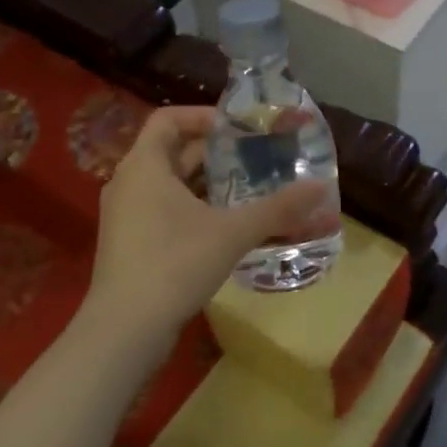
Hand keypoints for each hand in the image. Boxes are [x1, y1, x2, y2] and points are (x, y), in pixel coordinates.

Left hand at [86, 107, 334, 346]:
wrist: (125, 331)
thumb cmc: (174, 264)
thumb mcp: (232, 232)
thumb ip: (278, 208)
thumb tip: (322, 187)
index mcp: (144, 166)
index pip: (169, 119)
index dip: (204, 116)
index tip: (240, 127)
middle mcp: (129, 183)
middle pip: (173, 152)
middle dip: (216, 153)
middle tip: (257, 157)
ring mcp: (127, 216)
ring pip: (171, 185)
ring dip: (209, 184)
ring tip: (251, 189)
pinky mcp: (131, 244)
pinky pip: (165, 211)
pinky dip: (196, 209)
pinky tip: (228, 226)